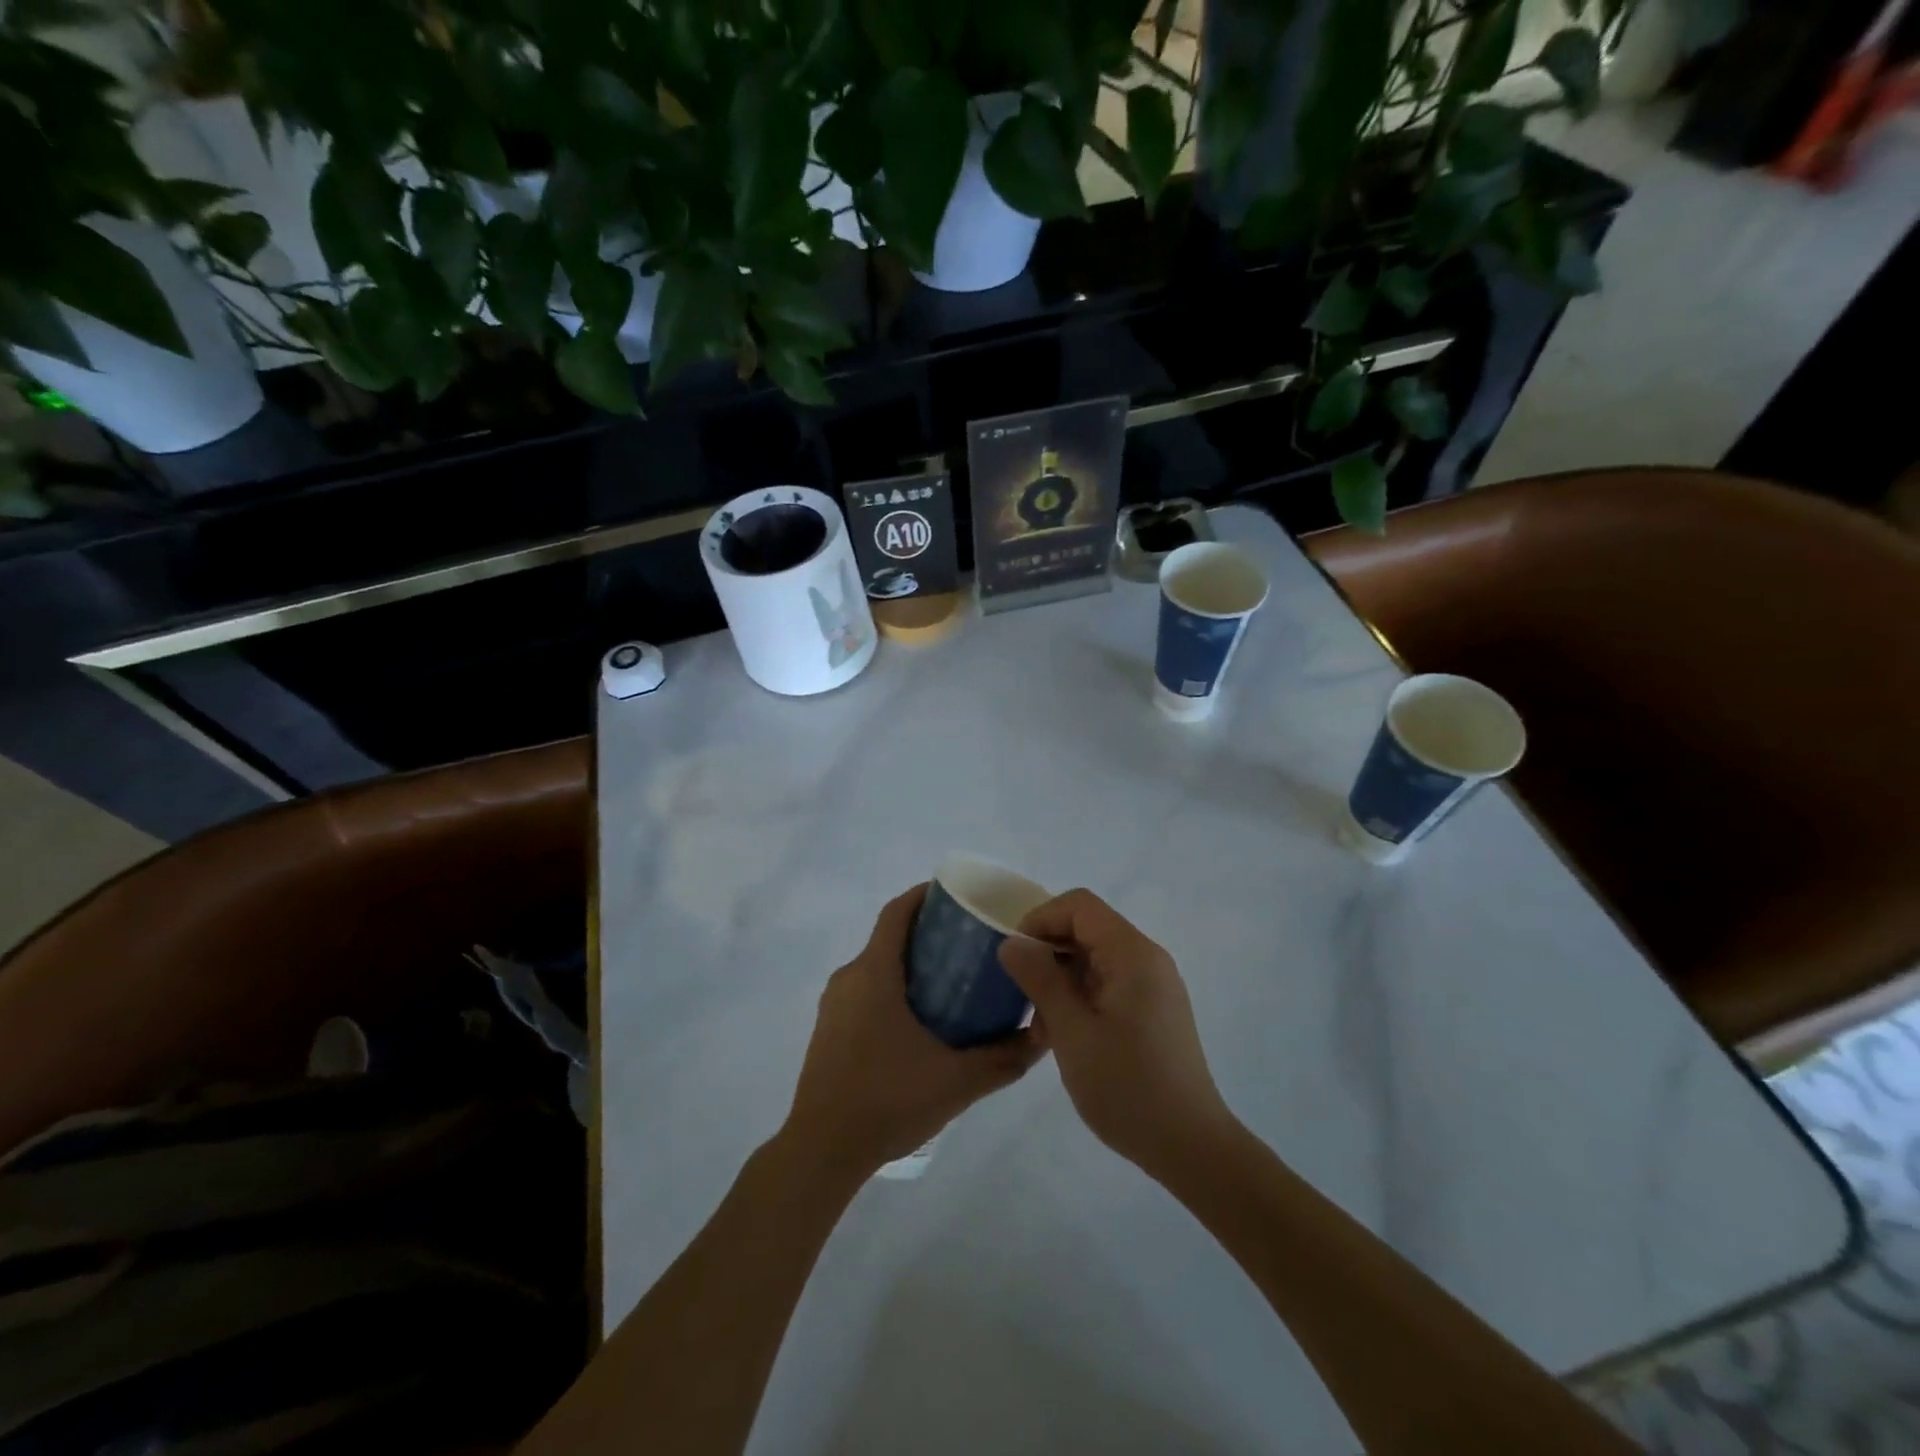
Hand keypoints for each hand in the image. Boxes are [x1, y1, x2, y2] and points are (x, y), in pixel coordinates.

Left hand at [782, 884, 1045, 1178]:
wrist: (822, 1150)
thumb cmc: (887, 1101)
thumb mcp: (957, 1081)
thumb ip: (1004, 1058)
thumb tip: (1043, 1035)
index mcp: (874, 973)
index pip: (897, 912)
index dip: (924, 895)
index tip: (957, 896)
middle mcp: (849, 978)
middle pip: (888, 937)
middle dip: (927, 932)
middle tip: (969, 944)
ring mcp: (834, 1005)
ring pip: (876, 966)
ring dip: (910, 963)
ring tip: (952, 980)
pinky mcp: (829, 1029)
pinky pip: (864, 990)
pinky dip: (892, 988)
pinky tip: (920, 1021)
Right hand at [998, 889, 1235, 1179]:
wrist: (1190, 1146)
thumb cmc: (1127, 1087)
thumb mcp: (1072, 1032)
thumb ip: (1041, 979)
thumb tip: (1012, 943)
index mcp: (1132, 954)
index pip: (1079, 906)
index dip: (1040, 919)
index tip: (1014, 956)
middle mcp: (1147, 958)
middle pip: (1087, 928)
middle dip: (1048, 951)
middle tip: (1021, 992)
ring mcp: (1153, 985)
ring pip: (1095, 957)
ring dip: (1062, 978)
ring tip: (1040, 1023)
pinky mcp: (1153, 1009)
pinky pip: (1109, 982)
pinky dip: (1081, 996)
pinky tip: (1065, 1036)